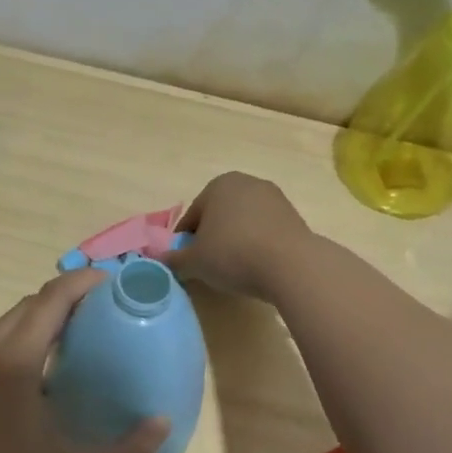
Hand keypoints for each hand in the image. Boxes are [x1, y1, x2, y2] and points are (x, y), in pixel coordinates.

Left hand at [0, 269, 167, 452]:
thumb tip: (163, 428)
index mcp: (14, 361)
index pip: (51, 299)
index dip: (82, 282)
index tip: (112, 281)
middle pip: (27, 305)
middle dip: (63, 298)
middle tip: (99, 310)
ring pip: (5, 326)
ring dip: (38, 321)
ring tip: (72, 339)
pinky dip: (18, 343)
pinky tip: (35, 378)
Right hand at [163, 172, 312, 301]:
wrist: (291, 265)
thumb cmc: (233, 254)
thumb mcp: (194, 262)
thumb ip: (173, 260)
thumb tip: (158, 260)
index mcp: (219, 185)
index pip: (192, 216)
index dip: (185, 241)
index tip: (187, 263)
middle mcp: (247, 183)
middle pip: (219, 215)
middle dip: (211, 238)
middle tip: (208, 266)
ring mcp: (274, 198)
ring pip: (243, 222)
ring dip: (235, 241)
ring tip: (234, 269)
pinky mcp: (294, 216)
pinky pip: (265, 231)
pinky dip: (257, 244)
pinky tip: (257, 266)